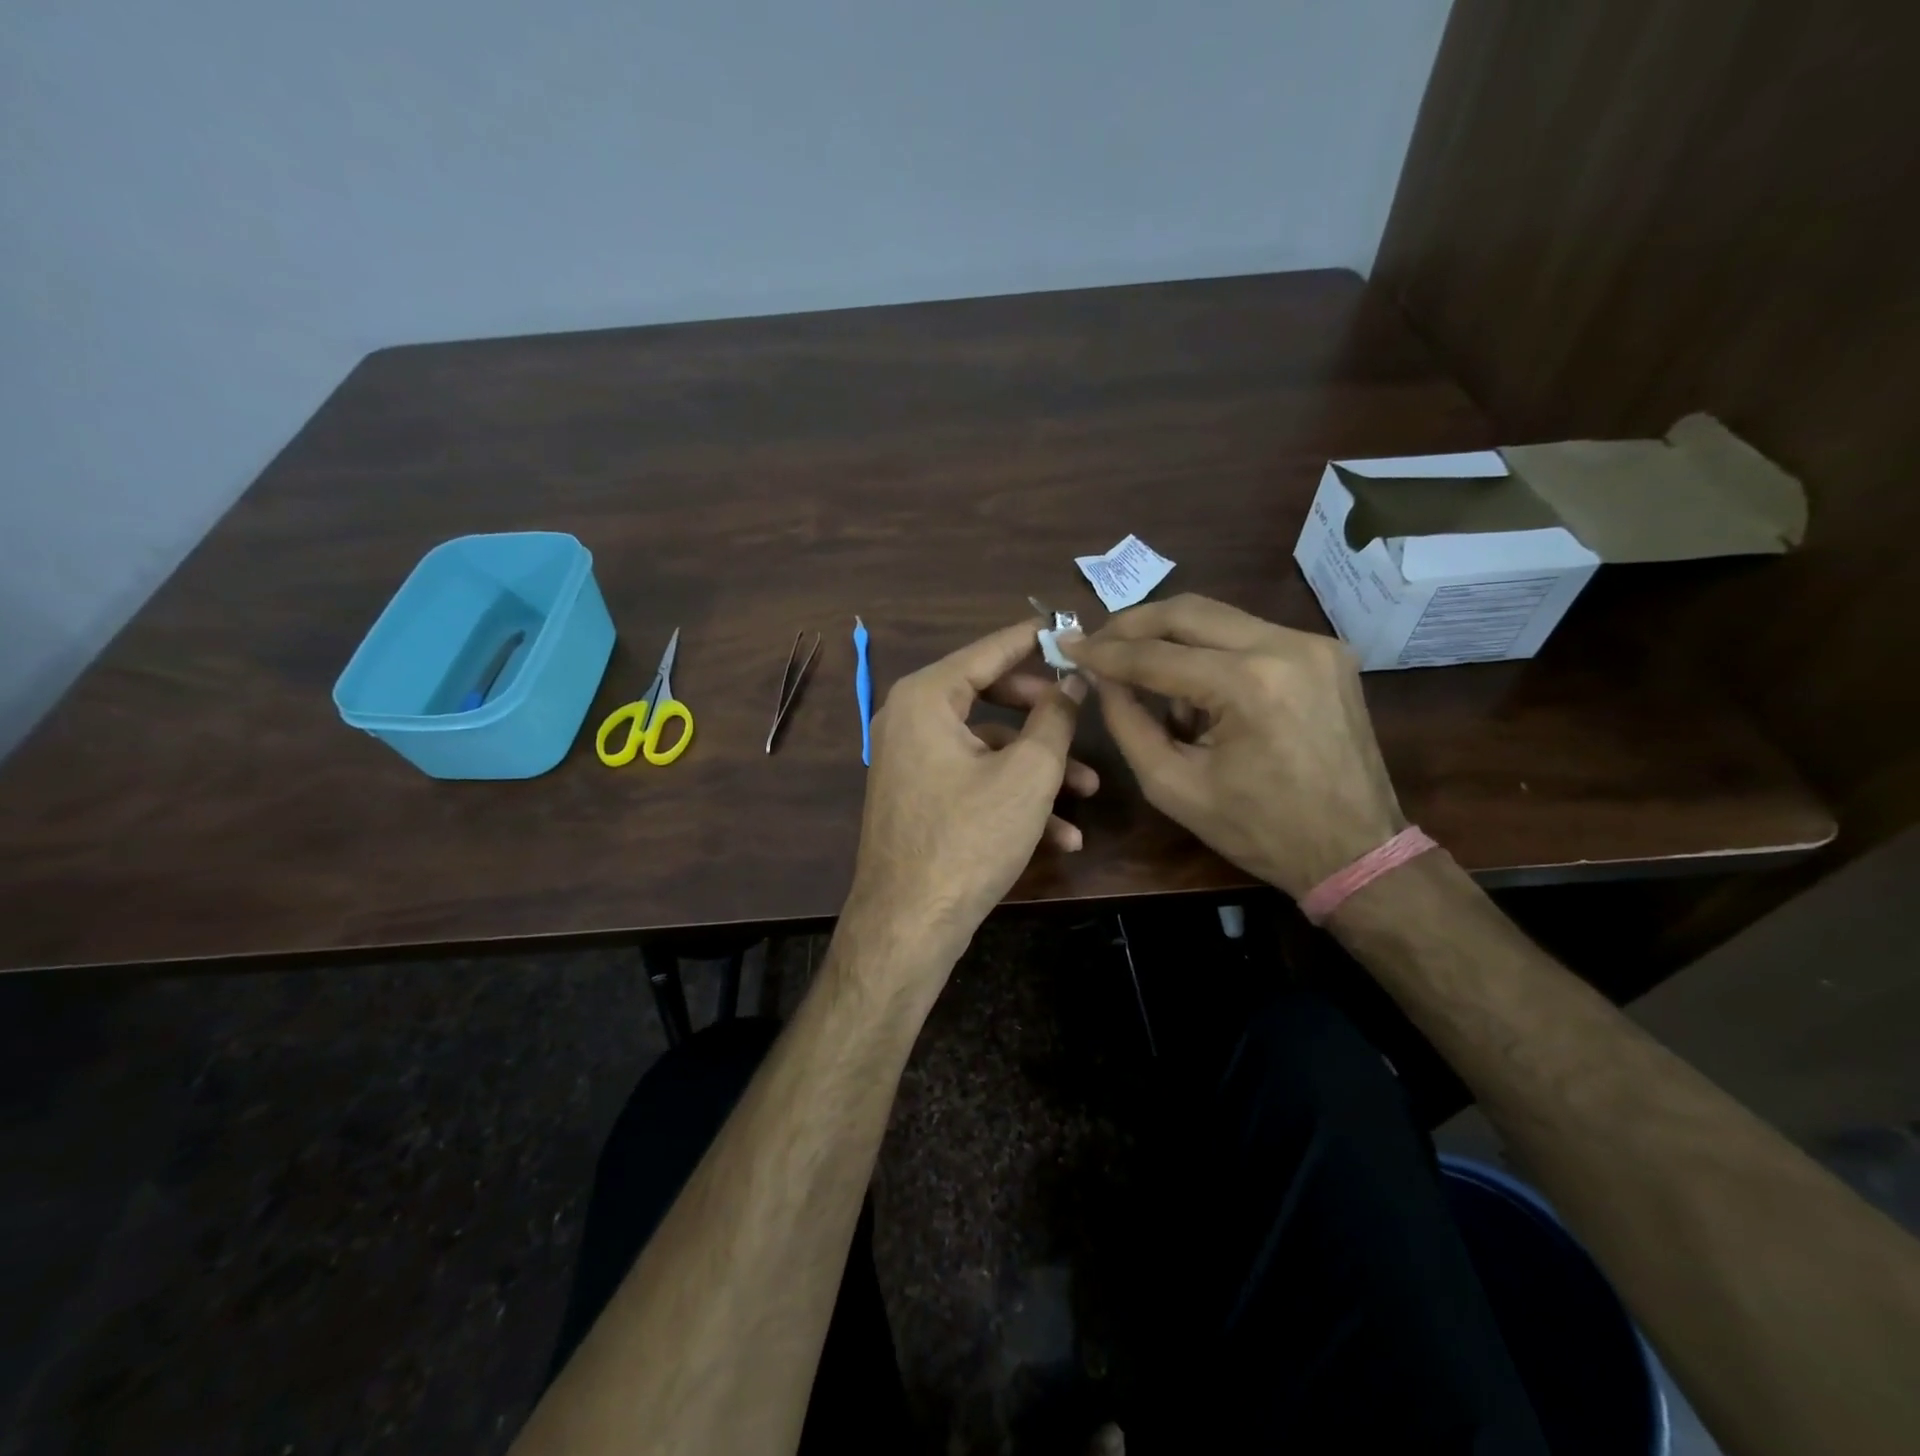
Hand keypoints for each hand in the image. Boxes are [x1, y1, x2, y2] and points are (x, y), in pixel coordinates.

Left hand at [845, 620, 1097, 965]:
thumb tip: (1072, 680)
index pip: (988, 650)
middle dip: (1043, 714)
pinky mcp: (919, 798)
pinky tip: (1060, 835)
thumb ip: (1055, 718)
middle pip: (988, 696)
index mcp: (926, 698)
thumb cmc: (970, 837)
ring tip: (1087, 792)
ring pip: (987, 747)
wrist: (909, 924)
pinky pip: (971, 780)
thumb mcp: (1028, 773)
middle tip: (1081, 714)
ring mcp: (910, 761)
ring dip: (1038, 768)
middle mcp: (910, 720)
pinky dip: (1012, 798)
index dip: (1033, 639)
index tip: (1070, 626)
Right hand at [1061, 594, 1403, 898]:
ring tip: (1146, 677)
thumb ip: (1128, 723)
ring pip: (1219, 618)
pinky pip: (1249, 635)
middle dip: (1134, 624)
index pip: (1156, 655)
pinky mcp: (1326, 651)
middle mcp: (1286, 646)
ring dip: (1173, 639)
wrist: (1356, 850)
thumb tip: (1101, 677)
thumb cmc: (1257, 830)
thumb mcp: (1173, 786)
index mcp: (1248, 685)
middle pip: (1188, 611)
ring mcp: (1314, 643)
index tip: (1065, 645)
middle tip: (1097, 641)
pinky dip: (1212, 652)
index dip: (1104, 651)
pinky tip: (1199, 688)